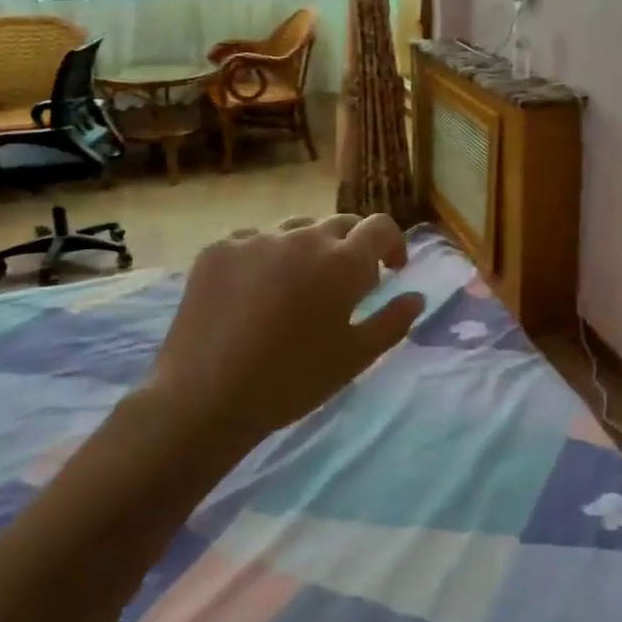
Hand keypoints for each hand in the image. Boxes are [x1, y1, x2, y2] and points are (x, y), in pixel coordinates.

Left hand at [149, 213, 425, 440]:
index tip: (391, 269)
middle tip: (346, 282)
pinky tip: (253, 292)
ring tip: (297, 287)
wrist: (204, 397)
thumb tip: (416, 297)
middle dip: (353, 246)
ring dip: (308, 249)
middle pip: (340, 224)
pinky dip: (264, 258)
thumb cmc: (292, 381)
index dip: (392, 243)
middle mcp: (303, 237)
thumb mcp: (355, 358)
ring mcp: (257, 239)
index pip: (380, 227)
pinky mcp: (219, 248)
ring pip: (296, 230)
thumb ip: (393, 321)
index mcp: (343, 262)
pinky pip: (254, 241)